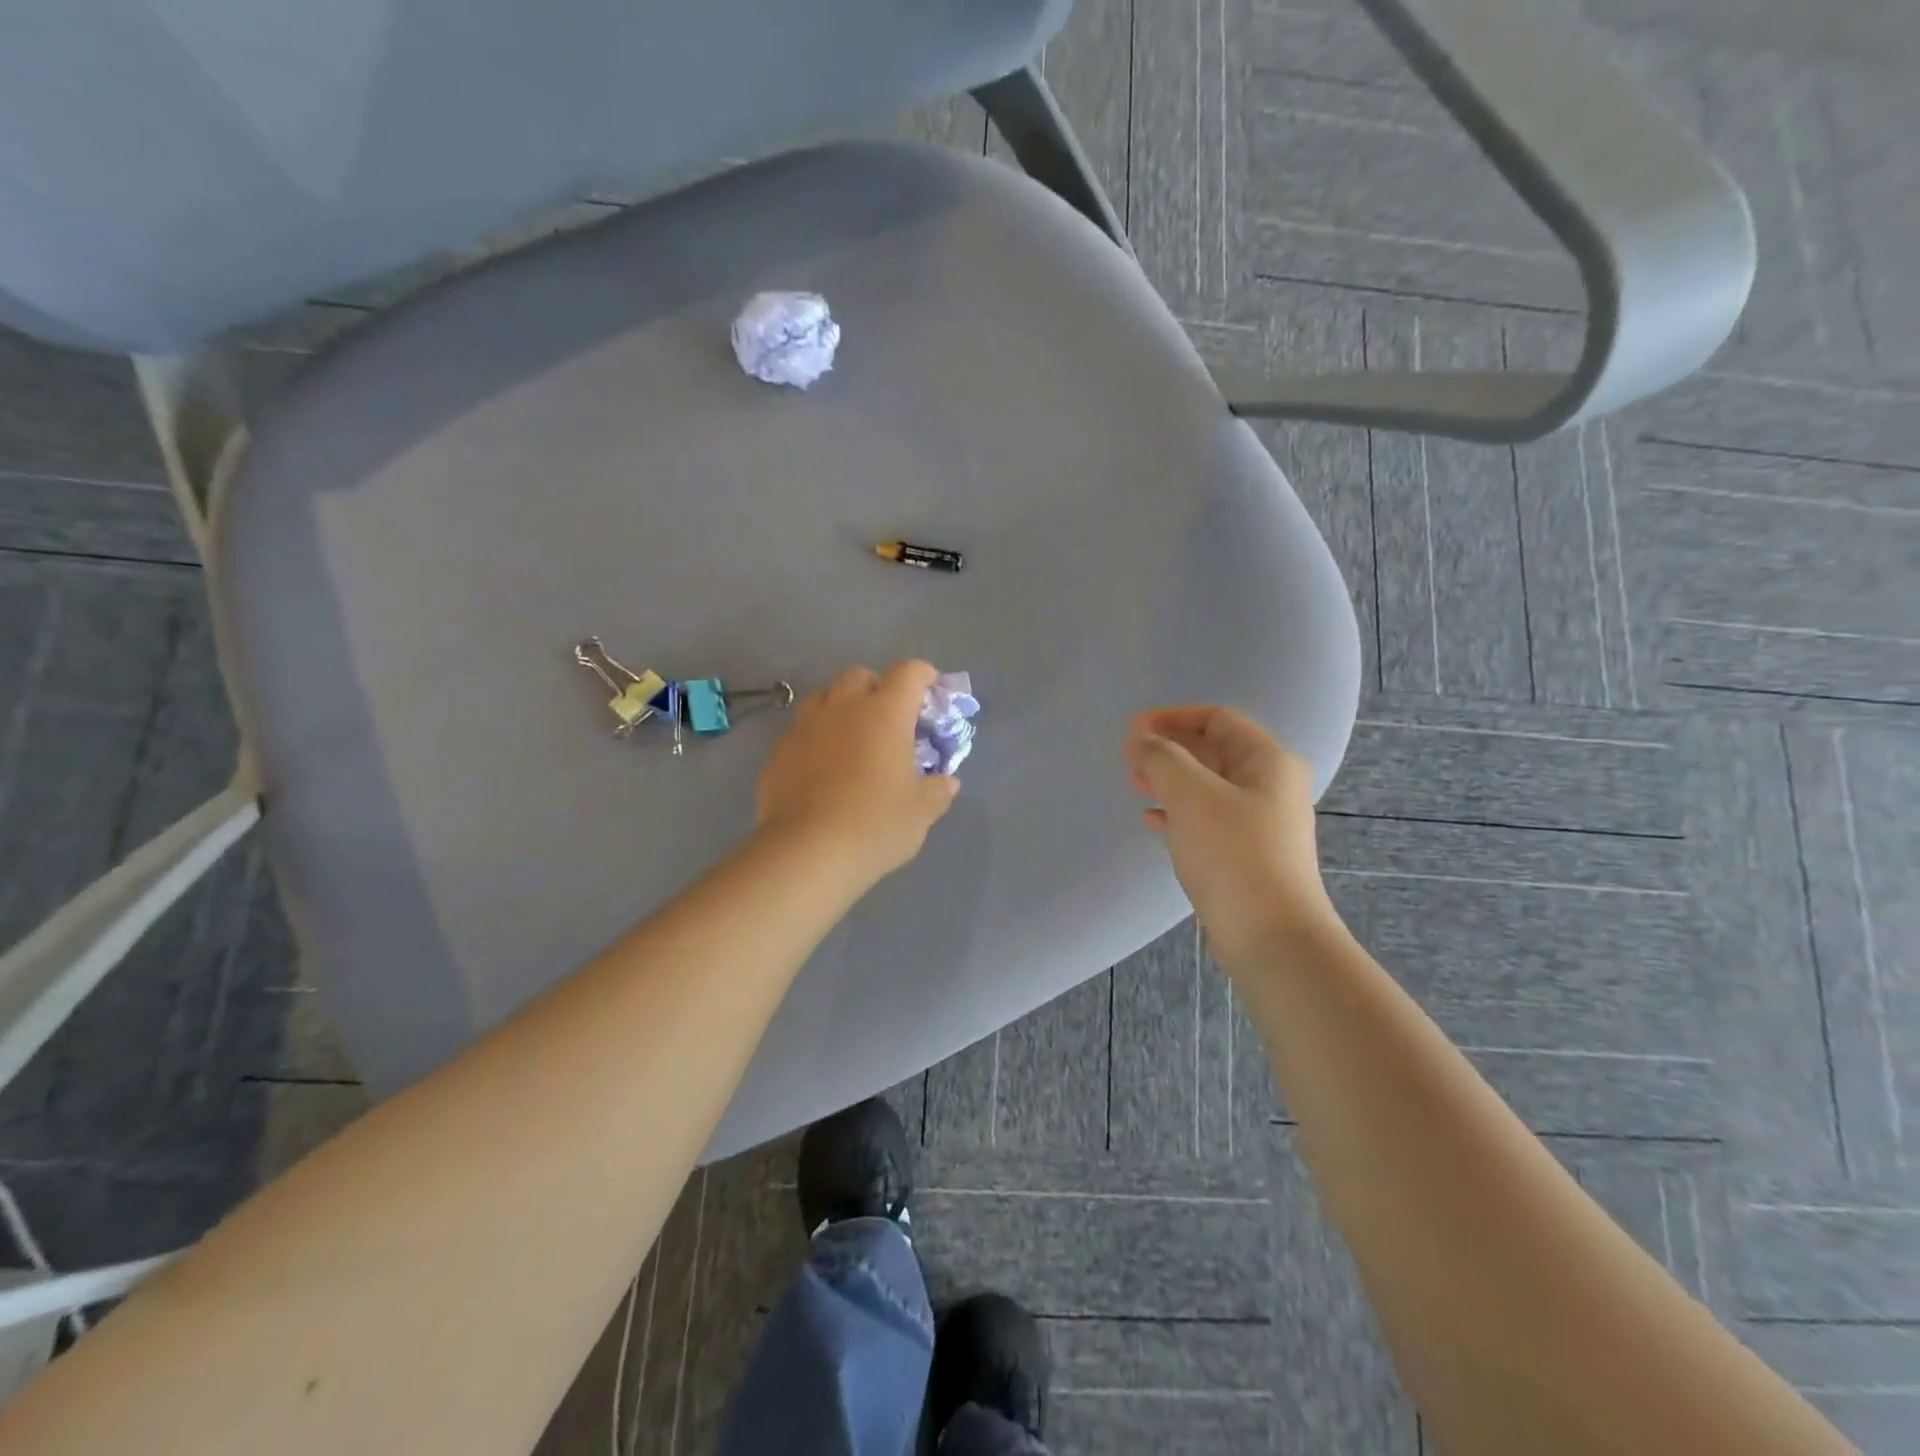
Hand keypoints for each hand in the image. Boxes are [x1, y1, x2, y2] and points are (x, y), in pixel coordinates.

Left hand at [756, 661, 959, 886]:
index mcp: (884, 713)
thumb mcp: (921, 812)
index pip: (909, 672)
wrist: (806, 853)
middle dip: (877, 688)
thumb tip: (946, 782)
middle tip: (889, 720)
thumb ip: (938, 790)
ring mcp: (804, 728)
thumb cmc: (875, 824)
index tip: (932, 692)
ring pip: (823, 699)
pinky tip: (821, 771)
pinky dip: (816, 741)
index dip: (924, 676)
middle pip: (860, 676)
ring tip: (851, 740)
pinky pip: (800, 733)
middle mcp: (842, 709)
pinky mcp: (778, 754)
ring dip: (841, 709)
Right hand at [1125, 706, 1334, 959]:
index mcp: (1268, 762)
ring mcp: (1261, 823)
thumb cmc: (1232, 854)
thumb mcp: (1191, 795)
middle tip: (1130, 758)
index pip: (1217, 719)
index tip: (1133, 730)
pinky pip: (1207, 820)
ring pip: (1207, 787)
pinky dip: (1179, 813)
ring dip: (1170, 781)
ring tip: (1136, 785)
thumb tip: (1140, 740)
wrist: (1270, 936)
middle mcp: (1270, 786)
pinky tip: (1153, 822)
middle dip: (1169, 750)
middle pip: (1213, 752)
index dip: (1172, 718)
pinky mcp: (1247, 855)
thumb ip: (1161, 758)